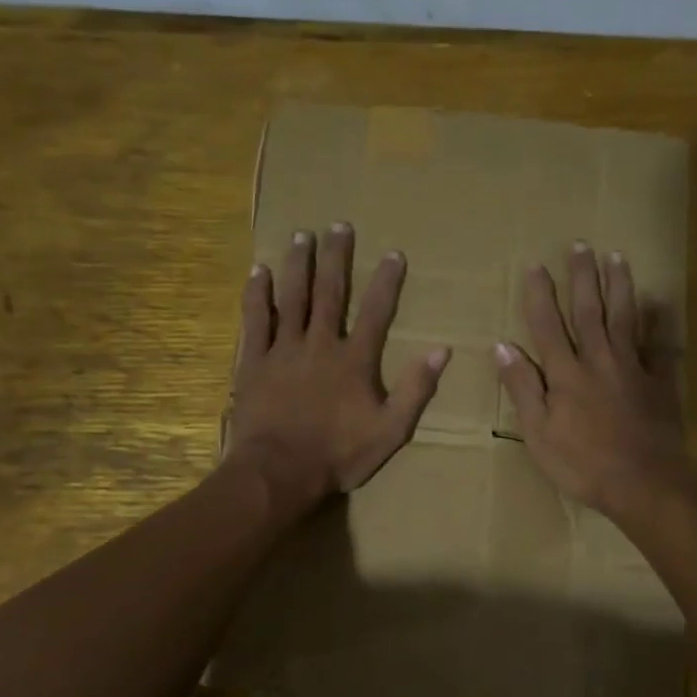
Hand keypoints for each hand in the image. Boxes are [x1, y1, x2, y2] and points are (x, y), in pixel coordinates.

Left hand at [227, 223, 448, 512]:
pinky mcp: (254, 362)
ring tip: (302, 236)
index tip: (394, 253)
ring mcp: (284, 350)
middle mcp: (320, 344)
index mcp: (355, 360)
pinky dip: (257, 295)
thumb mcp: (391, 431)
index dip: (387, 282)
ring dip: (298, 265)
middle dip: (337, 258)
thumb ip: (415, 390)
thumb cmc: (338, 455)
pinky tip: (258, 271)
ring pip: (292, 298)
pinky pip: (255, 320)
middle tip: (339, 225)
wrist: (279, 471)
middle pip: (330, 292)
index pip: (376, 312)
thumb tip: (441, 351)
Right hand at [495, 243, 696, 518]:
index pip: (547, 325)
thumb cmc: (583, 465)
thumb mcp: (539, 433)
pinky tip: (659, 302)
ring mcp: (632, 368)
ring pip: (624, 318)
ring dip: (619, 285)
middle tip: (580, 244)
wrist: (644, 484)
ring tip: (616, 256)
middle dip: (582, 276)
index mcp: (565, 374)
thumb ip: (523, 387)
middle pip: (588, 310)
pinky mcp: (658, 382)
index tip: (535, 265)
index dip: (539, 294)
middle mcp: (598, 360)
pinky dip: (659, 322)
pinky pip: (659, 345)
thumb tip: (503, 346)